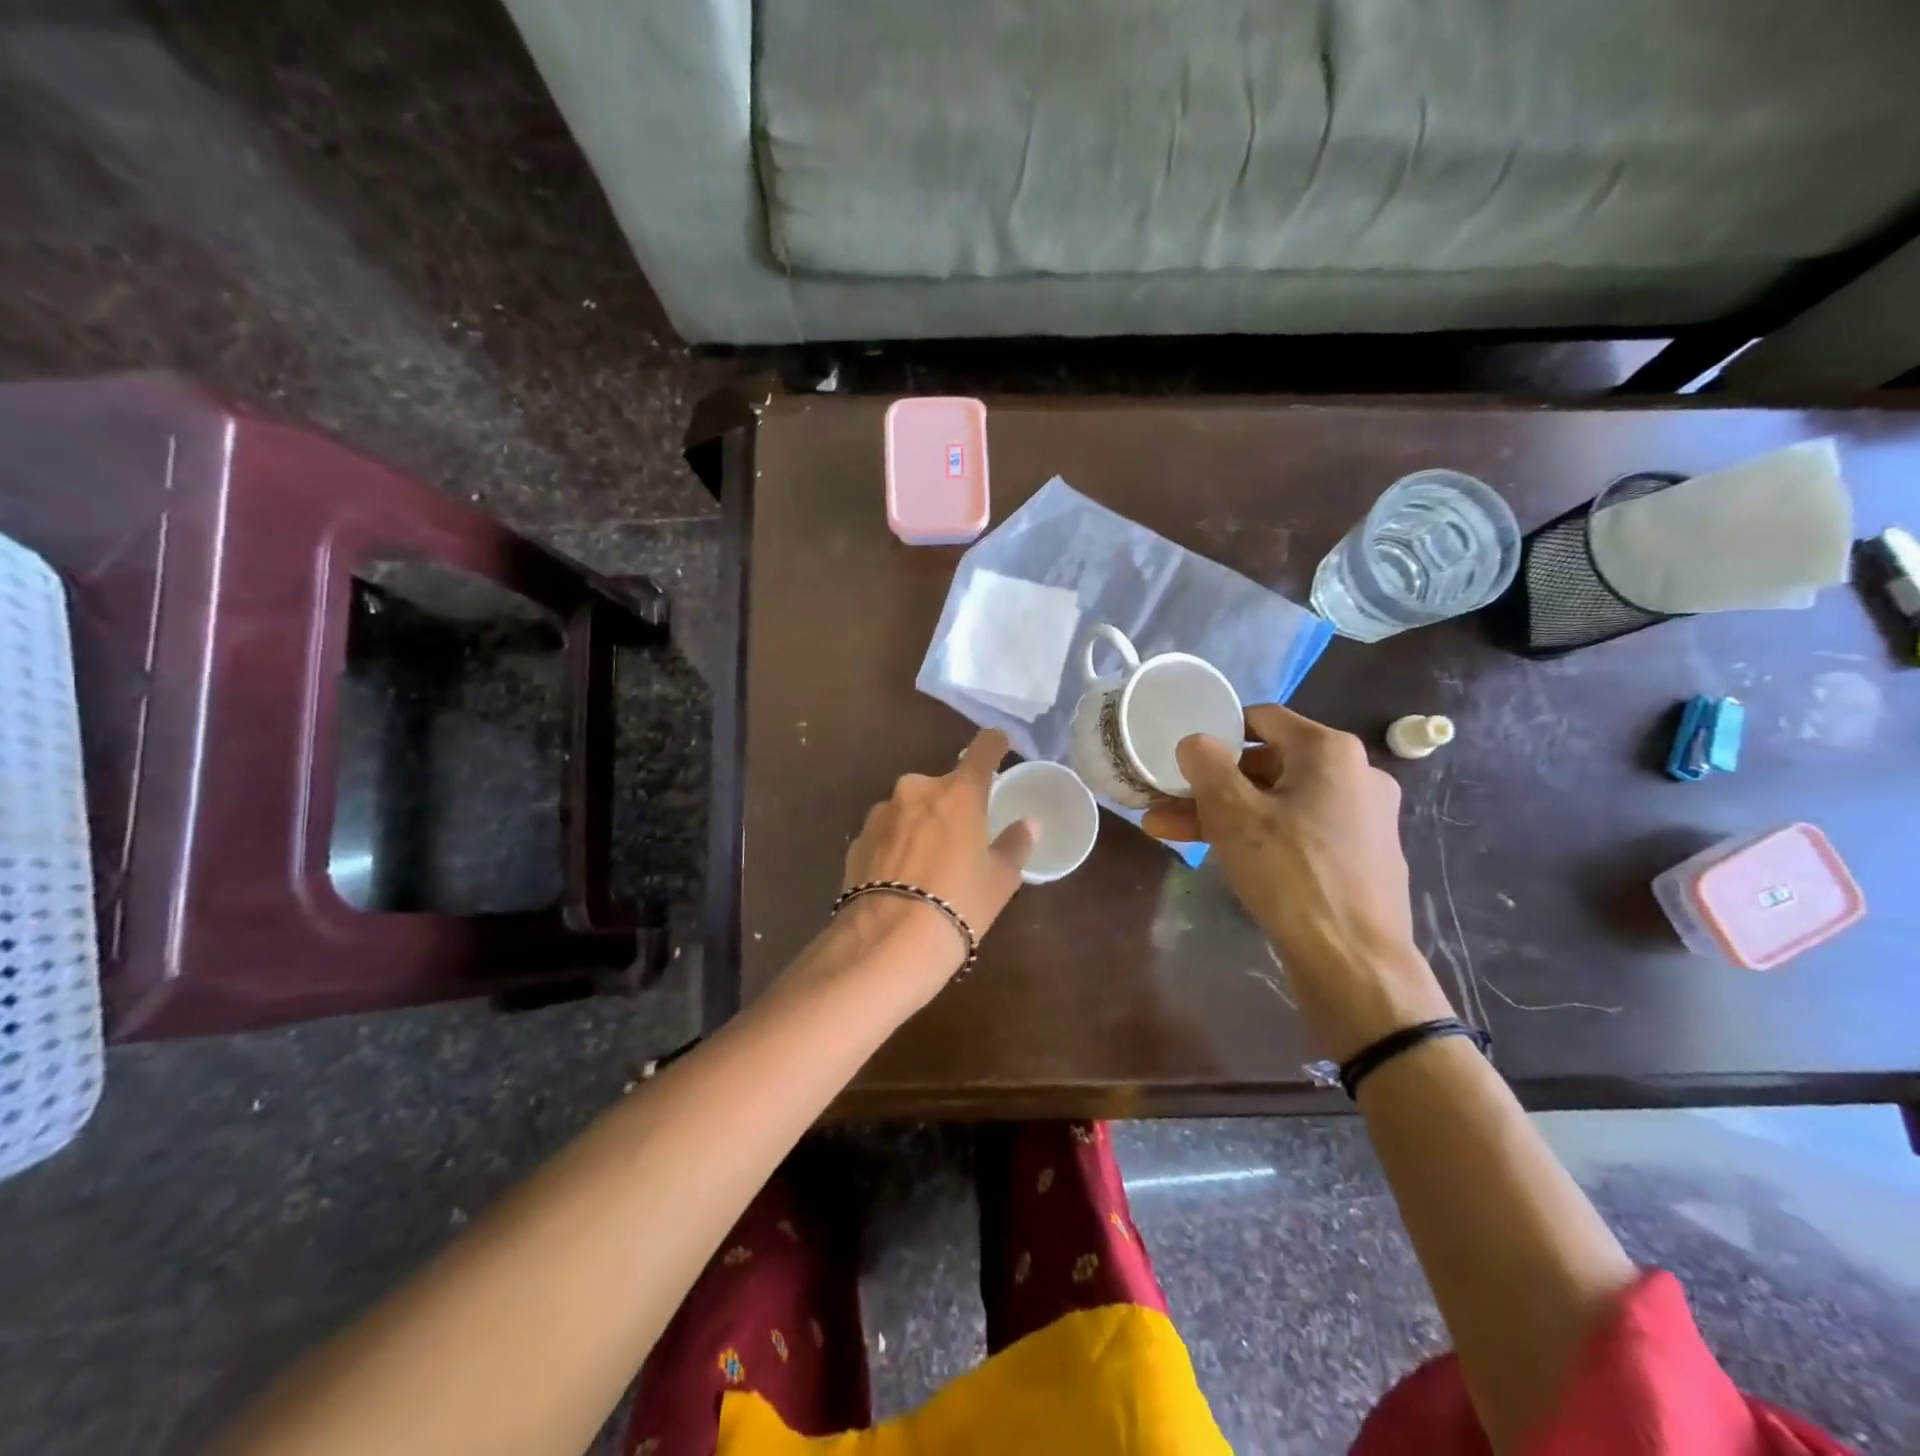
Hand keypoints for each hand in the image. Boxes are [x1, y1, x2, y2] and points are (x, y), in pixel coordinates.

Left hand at [835, 728, 1036, 983]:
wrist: (887, 942)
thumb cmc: (958, 905)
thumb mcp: (1000, 880)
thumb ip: (1015, 845)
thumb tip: (1028, 824)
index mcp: (958, 793)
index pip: (983, 750)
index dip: (994, 744)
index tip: (1000, 744)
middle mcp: (917, 790)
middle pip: (943, 786)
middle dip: (953, 804)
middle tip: (962, 839)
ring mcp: (881, 813)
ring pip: (910, 808)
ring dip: (921, 824)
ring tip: (927, 866)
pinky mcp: (857, 839)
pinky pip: (886, 832)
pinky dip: (896, 845)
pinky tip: (900, 878)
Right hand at [1142, 705, 1450, 1057]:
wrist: (1355, 963)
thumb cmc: (1291, 874)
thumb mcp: (1233, 814)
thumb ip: (1207, 766)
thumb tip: (1196, 742)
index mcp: (1331, 752)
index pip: (1263, 718)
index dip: (1218, 730)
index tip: (1183, 754)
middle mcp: (1356, 775)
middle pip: (1268, 764)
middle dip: (1210, 783)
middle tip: (1165, 801)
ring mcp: (1362, 818)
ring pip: (1278, 801)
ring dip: (1224, 813)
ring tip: (1168, 831)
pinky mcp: (1360, 856)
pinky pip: (1299, 830)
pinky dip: (1259, 835)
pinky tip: (1218, 853)